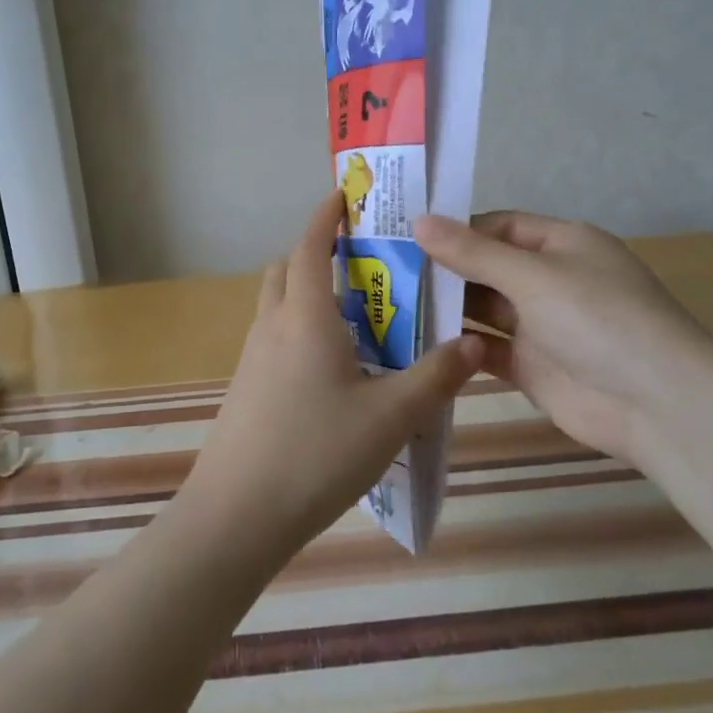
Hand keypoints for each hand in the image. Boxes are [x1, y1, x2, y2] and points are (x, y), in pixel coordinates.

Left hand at [178, 195, 483, 559]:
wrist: (236, 515)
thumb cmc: (316, 454)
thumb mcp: (391, 418)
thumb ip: (436, 378)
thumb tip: (476, 344)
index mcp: (305, 317)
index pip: (310, 246)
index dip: (326, 216)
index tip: (345, 197)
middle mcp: (272, 326)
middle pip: (288, 270)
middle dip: (318, 254)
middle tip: (362, 264)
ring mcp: (252, 359)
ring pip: (278, 305)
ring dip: (308, 294)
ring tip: (357, 319)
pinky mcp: (246, 389)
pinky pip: (275, 340)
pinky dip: (300, 331)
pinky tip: (333, 372)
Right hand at [412, 211, 712, 458]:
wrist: (657, 404)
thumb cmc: (597, 318)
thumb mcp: (532, 275)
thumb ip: (472, 252)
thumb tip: (418, 220)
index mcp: (562, 244)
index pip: (499, 226)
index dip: (456, 229)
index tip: (406, 236)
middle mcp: (551, 280)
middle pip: (488, 267)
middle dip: (445, 269)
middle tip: (386, 272)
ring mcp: (542, 326)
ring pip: (485, 309)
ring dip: (447, 308)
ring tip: (392, 305)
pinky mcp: (533, 367)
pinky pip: (488, 349)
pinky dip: (460, 346)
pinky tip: (420, 345)